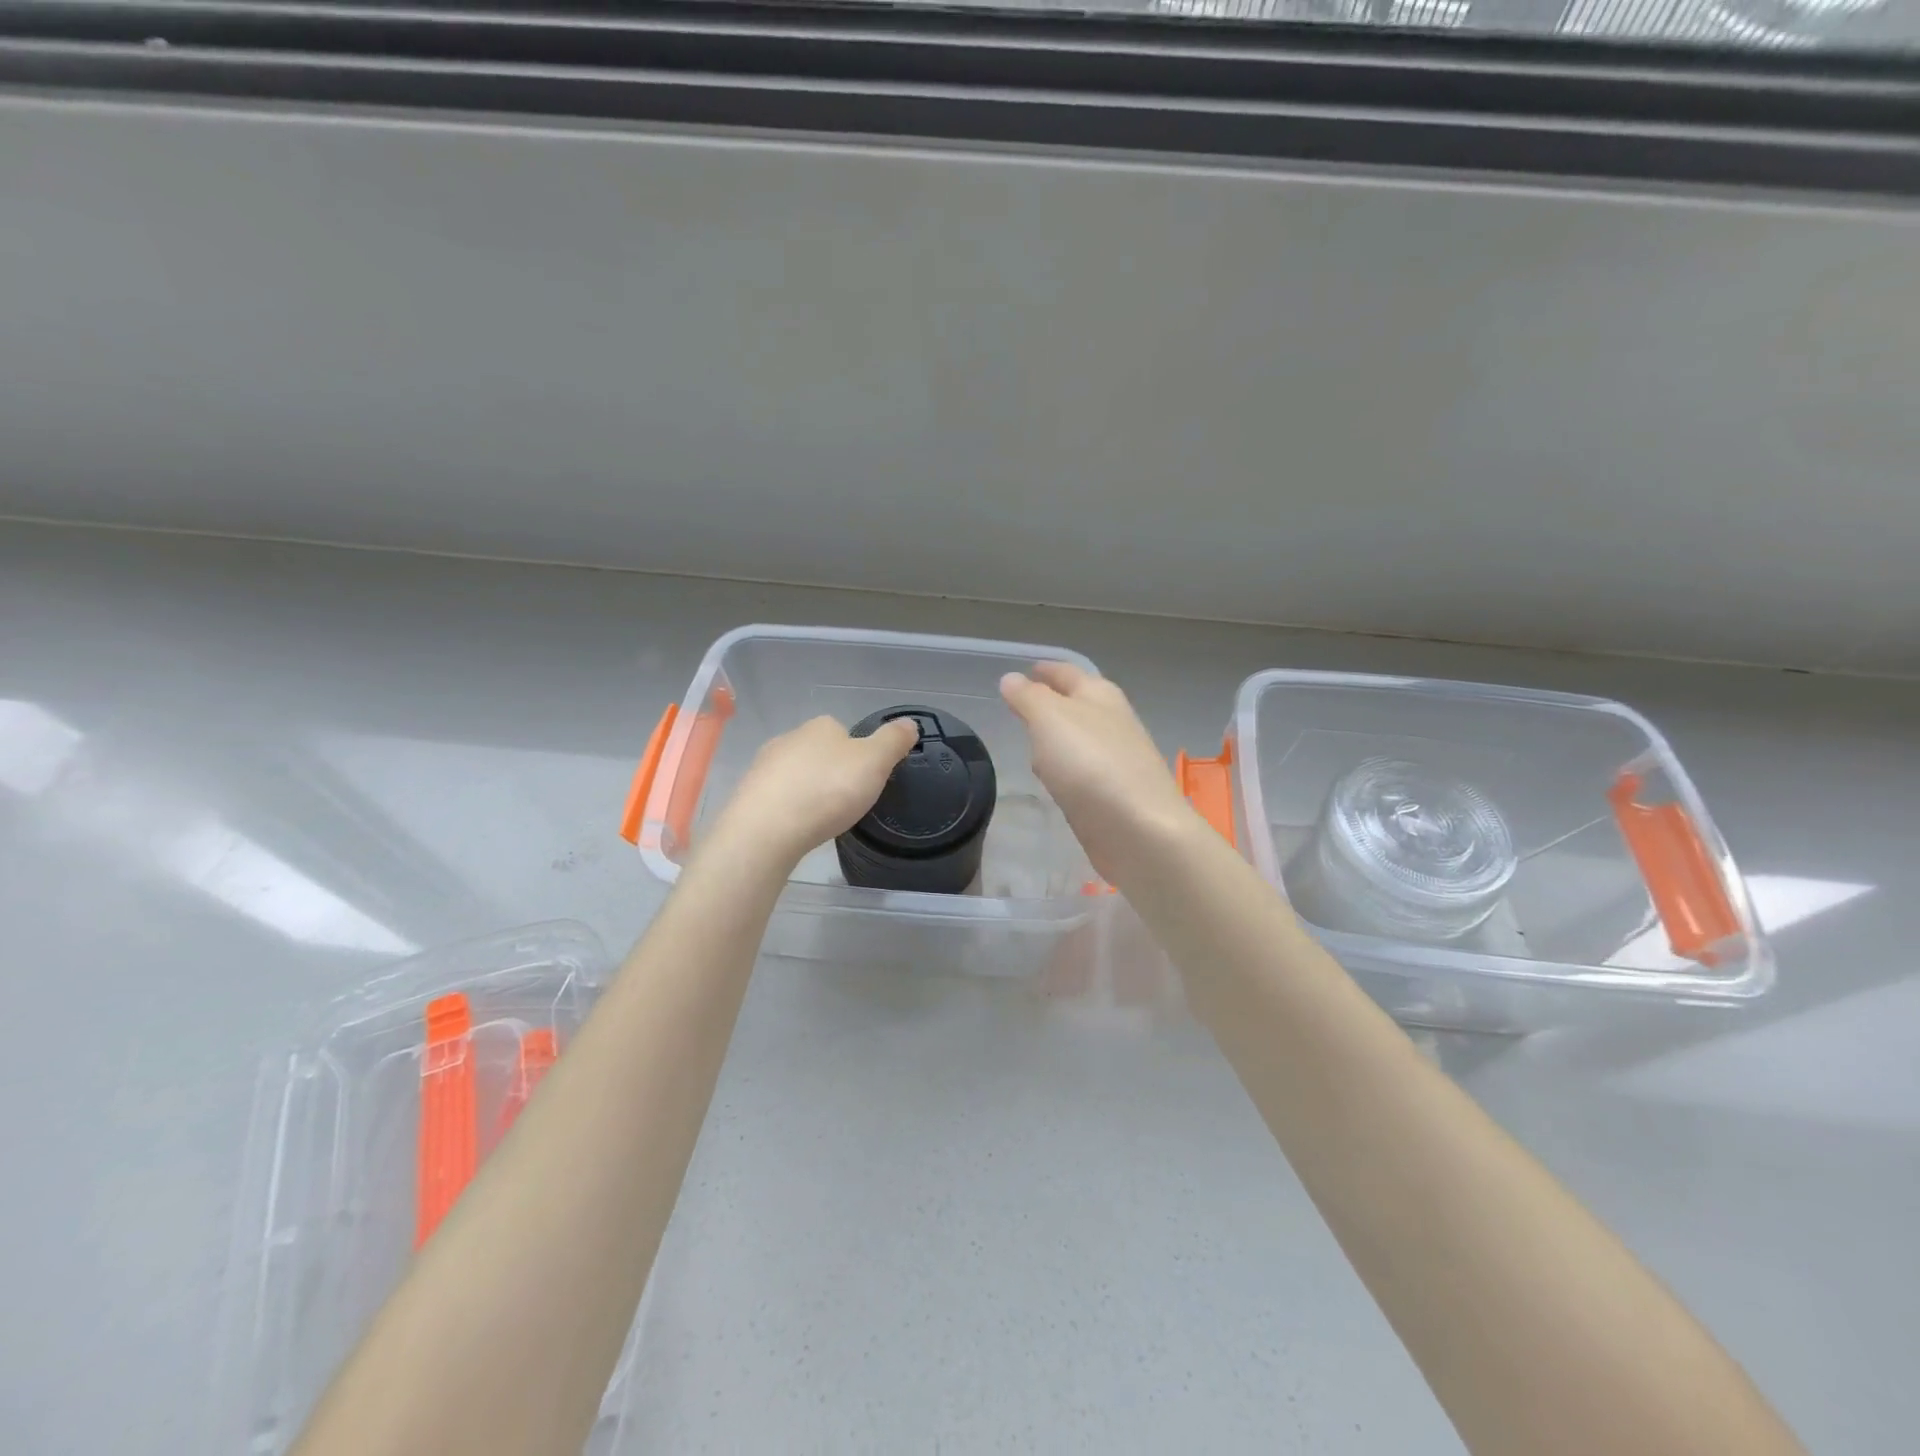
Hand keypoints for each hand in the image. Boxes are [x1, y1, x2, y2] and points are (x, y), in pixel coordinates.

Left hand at [705, 714, 917, 869]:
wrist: (767, 829)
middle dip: (831, 772)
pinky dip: (789, 809)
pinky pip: (777, 798)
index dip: (858, 754)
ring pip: (796, 774)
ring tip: (822, 818)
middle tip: (847, 801)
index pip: (844, 731)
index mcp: (821, 726)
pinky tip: (798, 827)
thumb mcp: (874, 763)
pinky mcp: (749, 795)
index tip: (866, 779)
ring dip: (808, 791)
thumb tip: (910, 723)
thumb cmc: (828, 790)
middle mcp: (789, 738)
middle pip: (819, 752)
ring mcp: (764, 766)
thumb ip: (893, 741)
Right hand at [999, 663, 1198, 887]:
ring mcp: (1116, 761)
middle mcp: (1112, 723)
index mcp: (1100, 695)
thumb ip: (1028, 697)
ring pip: (1079, 740)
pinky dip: (1065, 770)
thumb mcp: (1050, 719)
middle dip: (1051, 703)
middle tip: (1021, 707)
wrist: (1139, 830)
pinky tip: (1053, 781)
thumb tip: (1011, 678)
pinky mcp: (1113, 796)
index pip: (1068, 673)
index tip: (1027, 670)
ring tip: (1030, 742)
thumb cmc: (1091, 763)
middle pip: (1077, 705)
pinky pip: (1081, 773)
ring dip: (1057, 739)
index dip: (1046, 670)